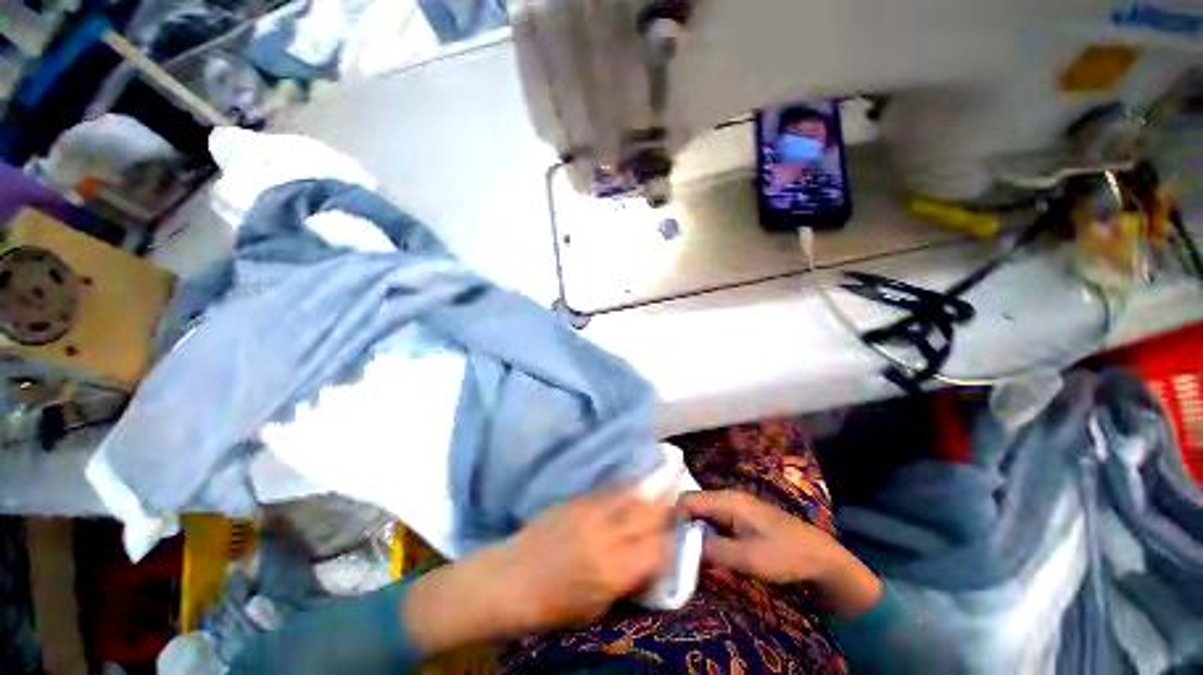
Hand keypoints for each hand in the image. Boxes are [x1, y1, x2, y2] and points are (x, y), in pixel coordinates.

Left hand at [404, 488, 671, 653]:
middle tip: (671, 513)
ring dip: (647, 497)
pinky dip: (624, 491)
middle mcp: (608, 533)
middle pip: (649, 514)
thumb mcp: (597, 607)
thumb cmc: (552, 605)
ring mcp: (592, 511)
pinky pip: (609, 490)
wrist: (511, 578)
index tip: (674, 542)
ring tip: (655, 496)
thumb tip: (648, 562)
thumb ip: (627, 582)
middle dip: (665, 513)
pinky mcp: (578, 499)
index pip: (659, 548)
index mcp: (614, 568)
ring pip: (631, 494)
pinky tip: (627, 493)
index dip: (672, 544)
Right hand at [678, 490, 881, 617]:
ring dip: (693, 531)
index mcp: (727, 500)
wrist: (820, 557)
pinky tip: (706, 551)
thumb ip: (714, 552)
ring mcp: (734, 506)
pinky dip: (705, 533)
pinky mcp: (739, 517)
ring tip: (687, 553)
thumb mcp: (749, 558)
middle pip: (692, 504)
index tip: (669, 543)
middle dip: (682, 525)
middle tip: (676, 551)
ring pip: (702, 513)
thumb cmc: (785, 554)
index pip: (687, 500)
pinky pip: (713, 520)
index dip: (675, 518)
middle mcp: (727, 498)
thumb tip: (683, 551)